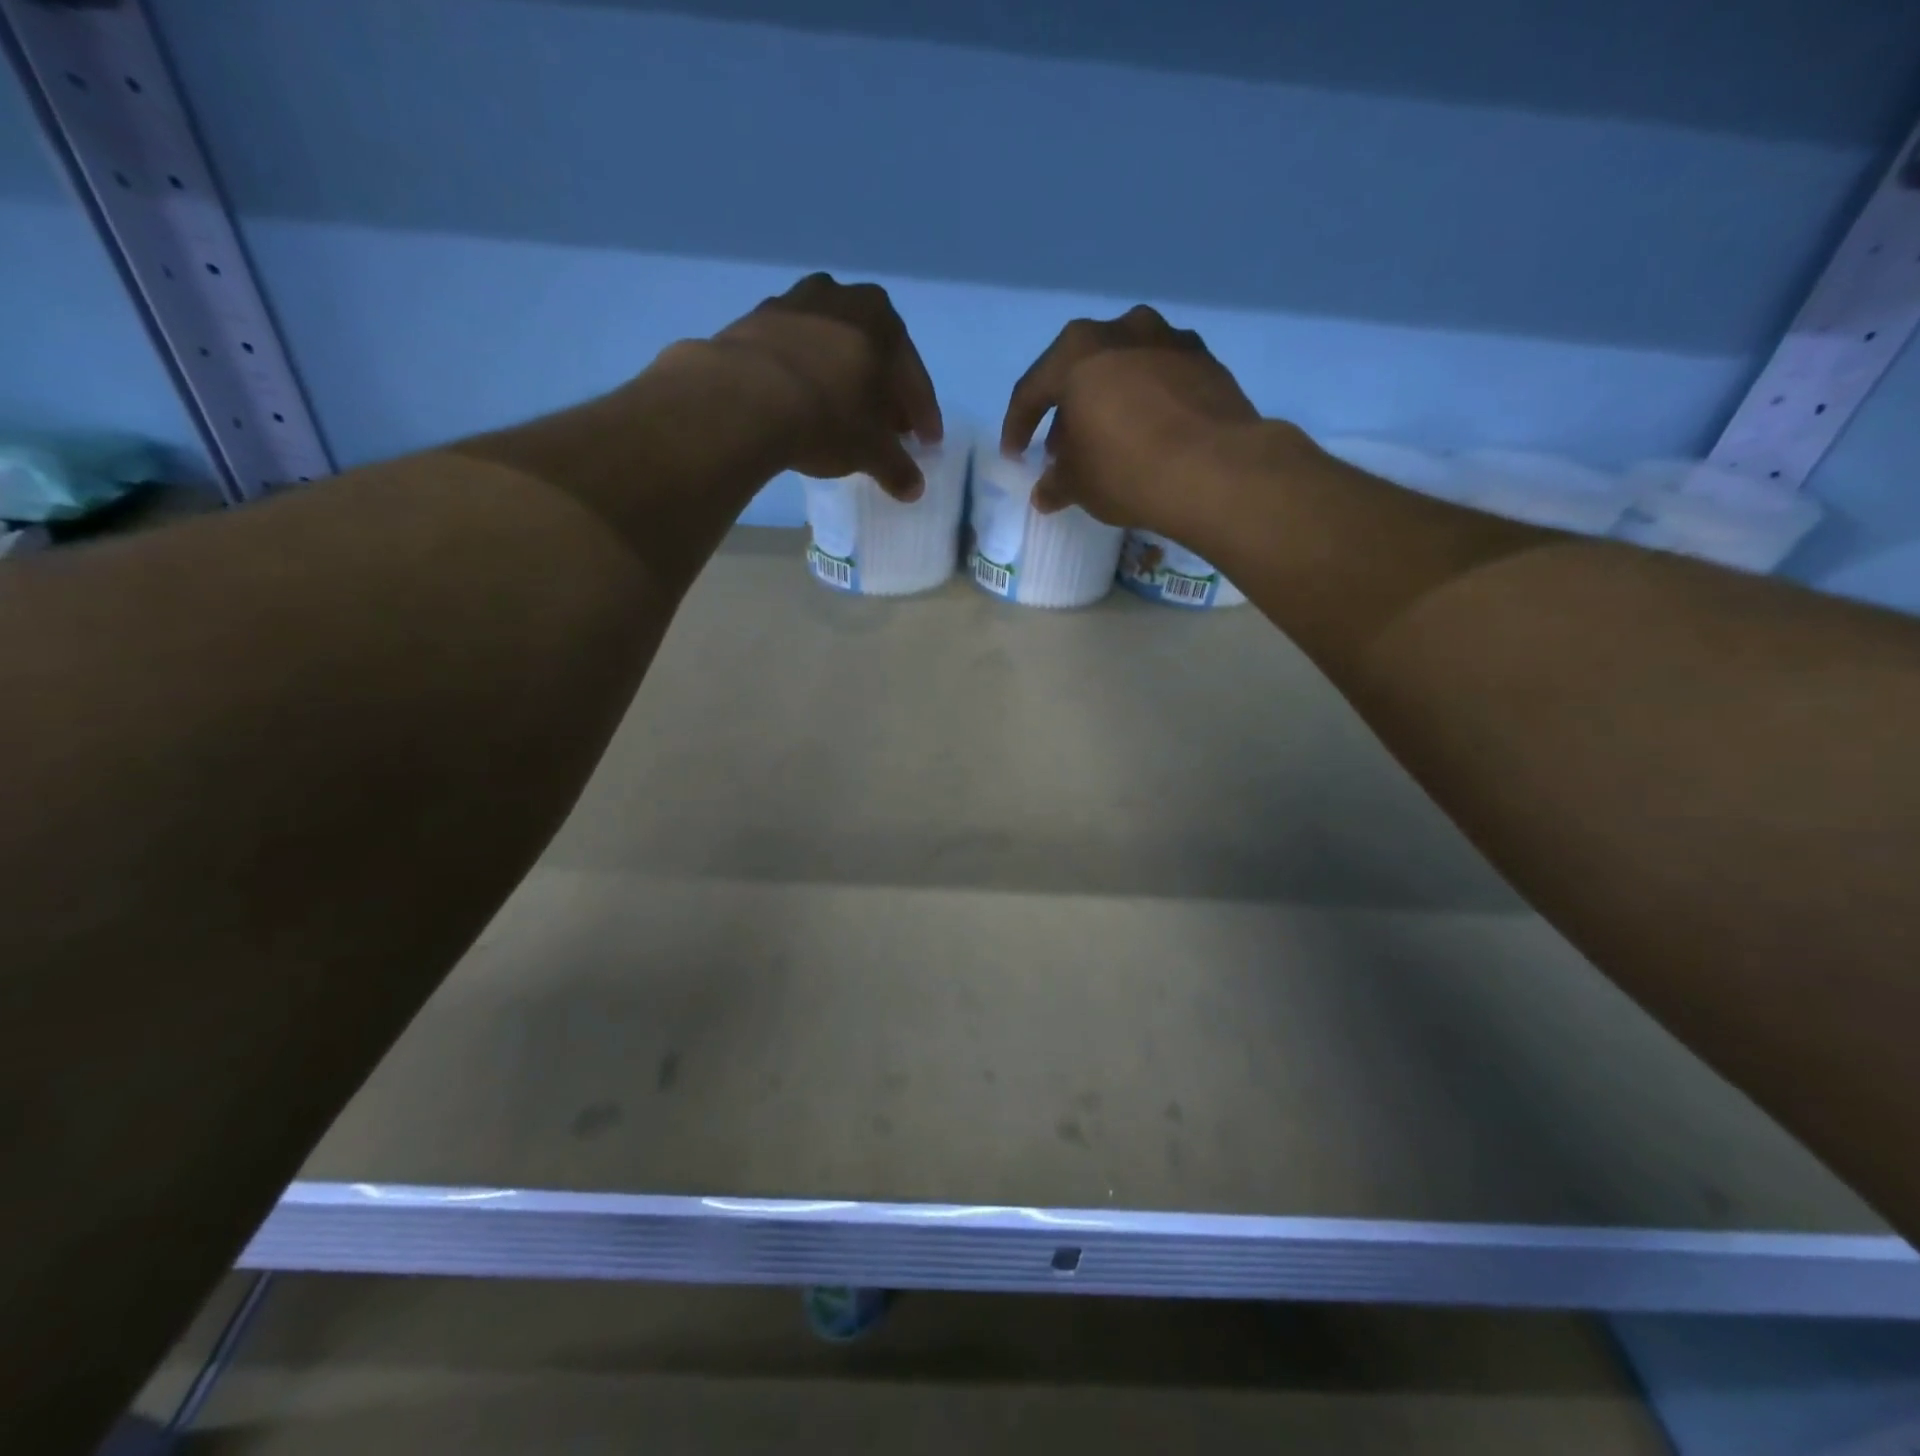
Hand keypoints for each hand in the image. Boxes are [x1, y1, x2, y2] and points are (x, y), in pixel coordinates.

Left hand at [709, 273, 942, 499]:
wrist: (744, 398)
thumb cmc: (827, 417)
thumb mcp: (871, 451)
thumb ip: (897, 467)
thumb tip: (913, 488)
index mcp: (882, 320)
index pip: (913, 377)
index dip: (923, 415)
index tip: (926, 442)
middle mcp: (841, 298)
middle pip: (873, 354)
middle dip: (883, 392)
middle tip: (888, 427)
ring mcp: (793, 303)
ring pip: (832, 347)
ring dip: (842, 378)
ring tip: (843, 413)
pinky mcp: (754, 321)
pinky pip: (794, 353)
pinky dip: (805, 376)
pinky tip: (803, 403)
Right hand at [999, 306, 1268, 536]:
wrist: (1215, 470)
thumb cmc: (1126, 470)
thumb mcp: (1079, 485)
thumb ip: (1056, 483)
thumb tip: (1046, 492)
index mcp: (1077, 353)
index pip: (1032, 390)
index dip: (1017, 426)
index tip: (1014, 455)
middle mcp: (1122, 330)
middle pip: (1081, 370)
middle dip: (1067, 410)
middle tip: (1063, 448)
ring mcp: (1170, 339)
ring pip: (1124, 368)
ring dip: (1110, 400)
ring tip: (1109, 438)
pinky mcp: (1207, 360)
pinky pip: (1162, 378)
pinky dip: (1148, 401)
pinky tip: (1150, 432)